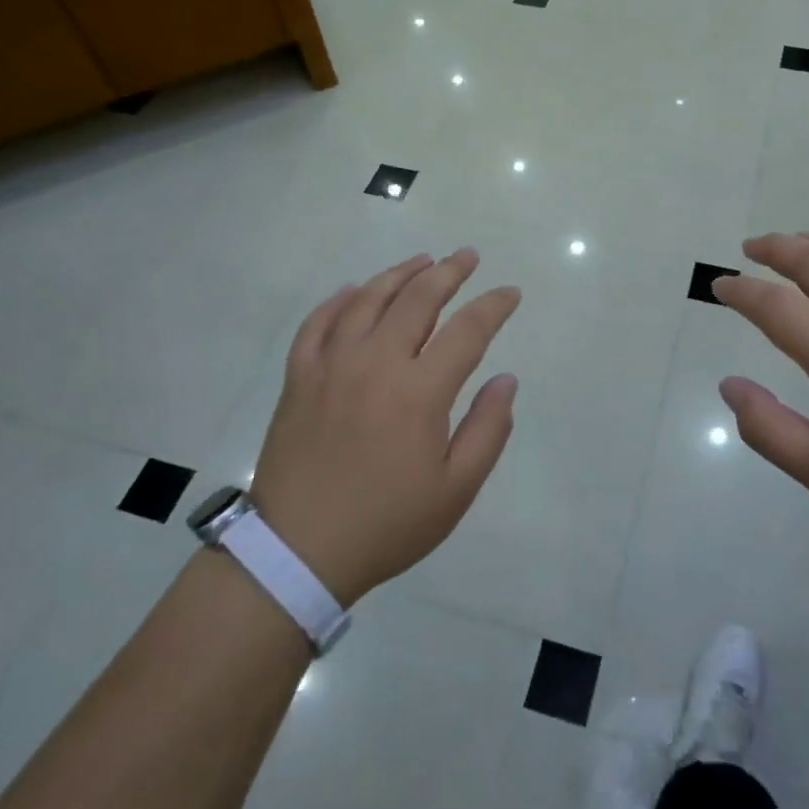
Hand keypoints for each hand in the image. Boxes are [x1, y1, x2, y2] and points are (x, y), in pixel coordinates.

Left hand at [249, 249, 520, 603]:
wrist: (298, 552)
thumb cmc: (387, 523)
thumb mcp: (456, 489)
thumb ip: (488, 429)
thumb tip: (506, 379)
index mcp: (419, 391)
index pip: (467, 330)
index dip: (493, 306)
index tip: (510, 293)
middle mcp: (376, 363)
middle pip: (417, 299)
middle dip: (449, 271)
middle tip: (467, 256)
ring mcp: (331, 366)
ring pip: (368, 299)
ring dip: (400, 274)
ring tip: (422, 260)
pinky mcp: (298, 378)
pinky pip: (318, 323)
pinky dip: (339, 300)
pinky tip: (354, 290)